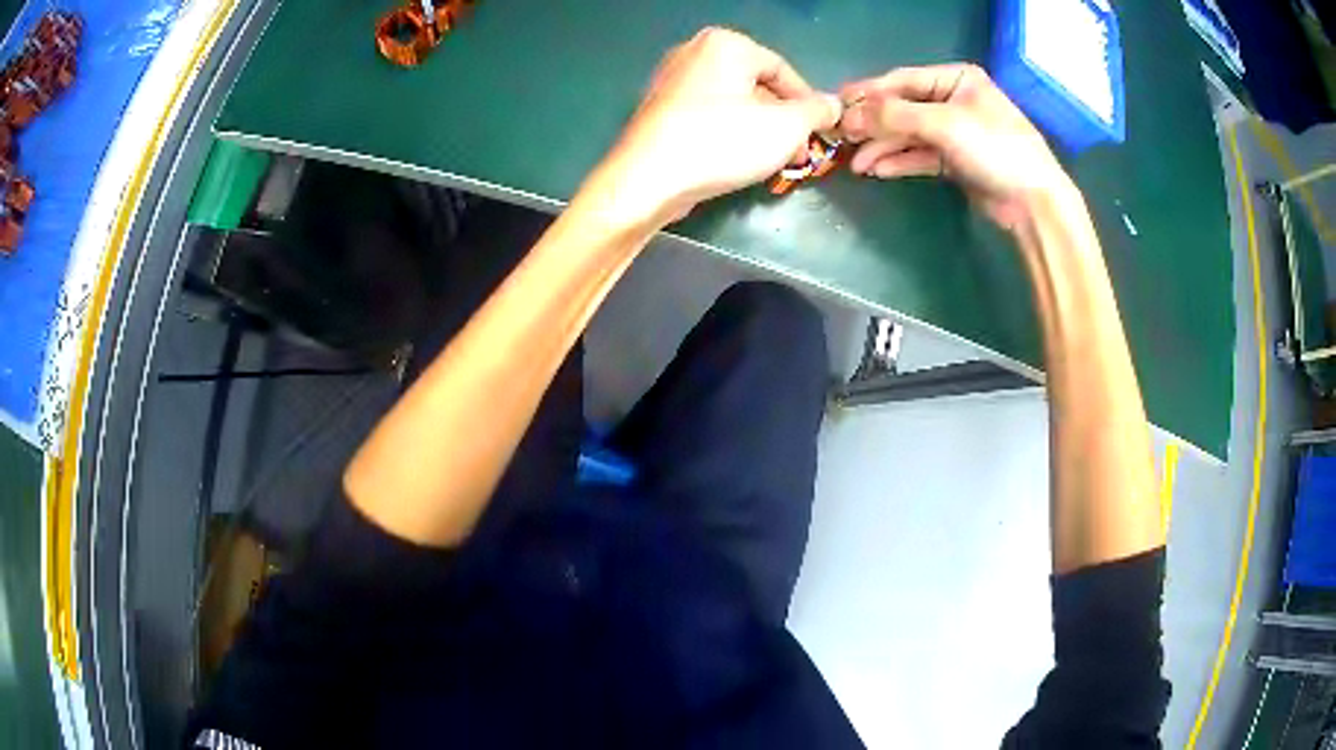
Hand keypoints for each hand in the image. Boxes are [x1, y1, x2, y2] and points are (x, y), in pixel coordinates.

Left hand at [584, 28, 841, 226]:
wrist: (647, 179)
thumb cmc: (721, 142)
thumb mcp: (786, 126)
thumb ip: (816, 111)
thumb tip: (833, 104)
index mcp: (725, 43)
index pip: (783, 70)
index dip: (808, 104)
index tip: (822, 134)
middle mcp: (694, 52)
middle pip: (757, 86)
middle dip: (783, 121)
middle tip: (799, 154)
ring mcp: (671, 80)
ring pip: (733, 103)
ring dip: (760, 131)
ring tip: (774, 163)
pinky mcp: (658, 110)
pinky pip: (707, 115)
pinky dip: (728, 133)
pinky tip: (738, 161)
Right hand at [837, 64, 1074, 229]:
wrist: (1033, 202)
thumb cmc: (995, 149)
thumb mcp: (944, 124)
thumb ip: (895, 115)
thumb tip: (849, 115)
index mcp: (957, 79)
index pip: (903, 80)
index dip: (870, 93)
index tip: (837, 104)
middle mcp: (954, 100)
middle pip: (904, 107)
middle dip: (874, 124)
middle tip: (842, 138)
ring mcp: (955, 131)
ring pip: (910, 134)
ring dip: (883, 147)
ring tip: (855, 163)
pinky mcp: (956, 160)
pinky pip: (920, 156)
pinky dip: (899, 162)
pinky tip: (877, 170)